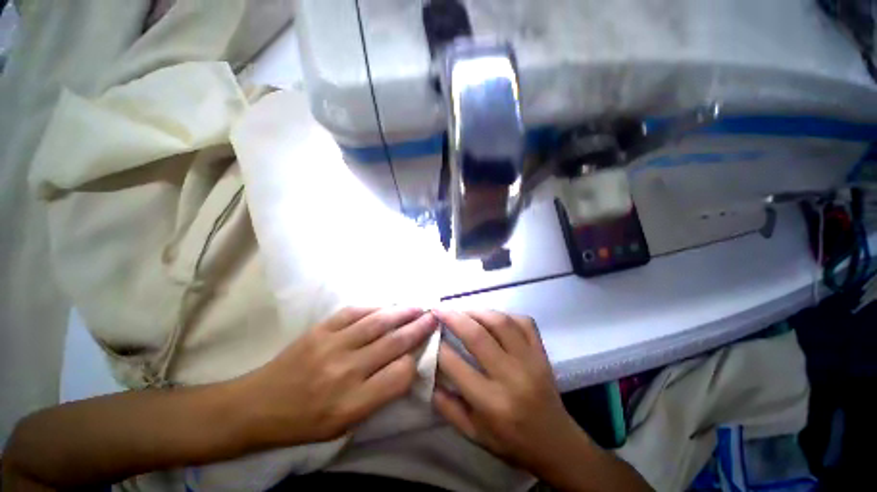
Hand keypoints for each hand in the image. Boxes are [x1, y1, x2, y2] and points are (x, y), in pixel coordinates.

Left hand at [241, 306, 436, 445]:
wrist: (258, 406)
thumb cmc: (304, 423)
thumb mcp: (345, 425)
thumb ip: (377, 396)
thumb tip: (403, 366)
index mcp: (352, 404)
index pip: (399, 376)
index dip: (414, 362)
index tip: (419, 353)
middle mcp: (346, 372)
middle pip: (393, 343)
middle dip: (418, 328)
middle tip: (433, 317)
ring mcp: (332, 346)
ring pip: (377, 323)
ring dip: (402, 312)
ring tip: (417, 307)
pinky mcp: (320, 330)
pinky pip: (354, 312)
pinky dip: (375, 308)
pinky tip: (387, 306)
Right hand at [432, 310, 582, 472]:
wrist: (556, 443)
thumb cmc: (511, 442)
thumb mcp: (473, 434)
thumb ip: (447, 406)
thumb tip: (429, 374)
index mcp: (492, 403)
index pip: (456, 366)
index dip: (438, 347)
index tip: (429, 334)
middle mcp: (512, 377)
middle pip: (478, 337)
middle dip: (454, 318)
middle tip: (439, 309)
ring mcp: (530, 360)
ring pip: (501, 322)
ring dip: (477, 311)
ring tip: (462, 311)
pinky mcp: (542, 352)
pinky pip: (524, 322)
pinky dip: (505, 314)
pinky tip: (492, 318)